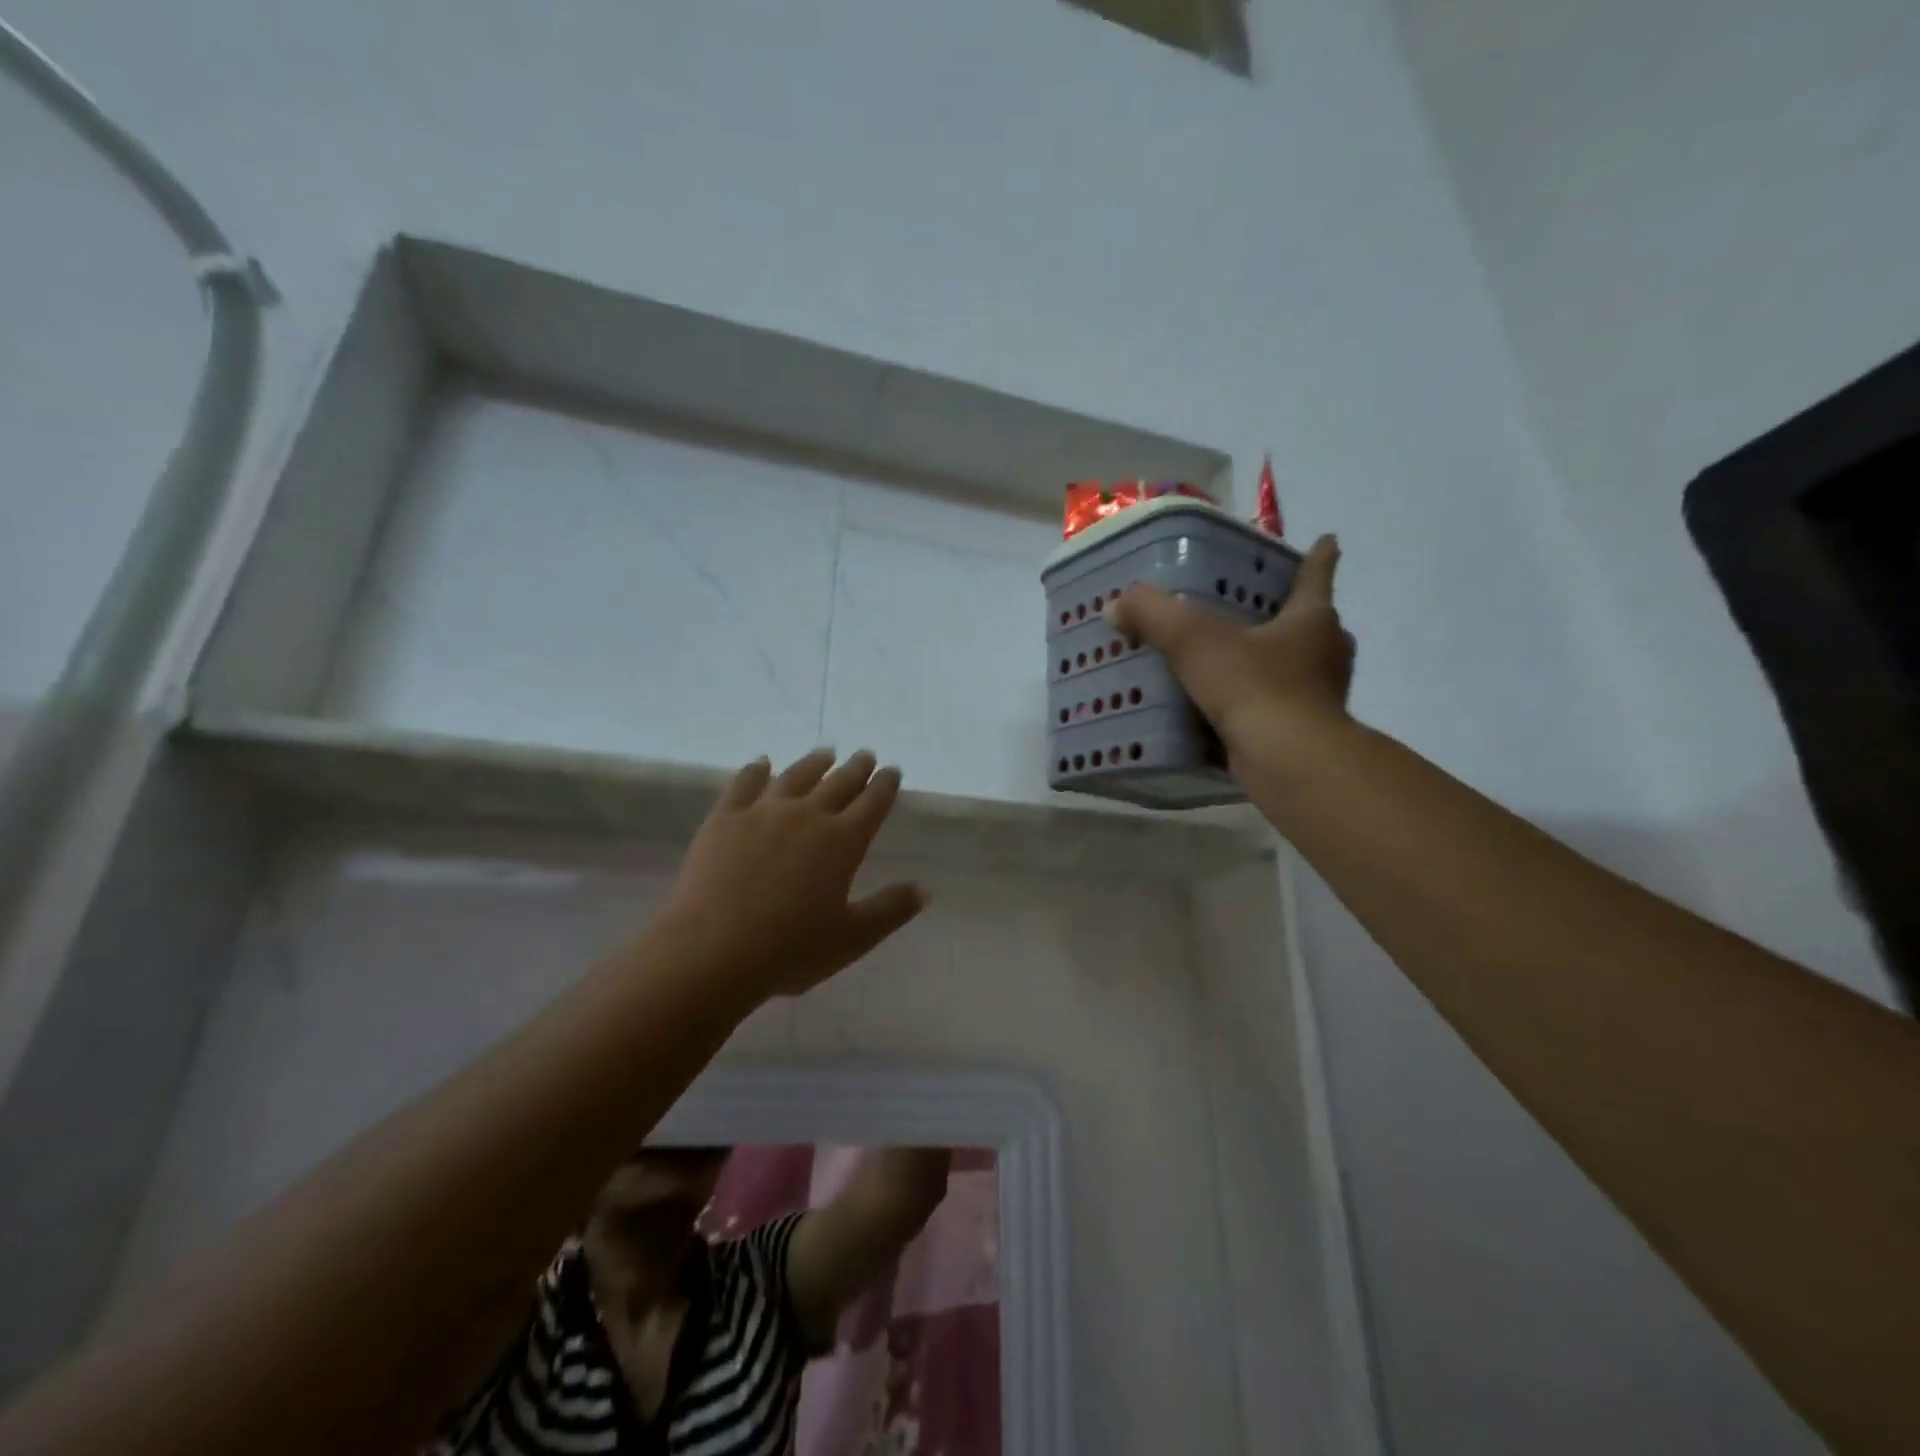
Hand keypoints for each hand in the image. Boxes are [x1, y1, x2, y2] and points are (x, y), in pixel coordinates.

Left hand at [661, 749, 927, 999]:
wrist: (713, 950)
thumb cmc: (790, 950)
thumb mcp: (852, 938)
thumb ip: (890, 910)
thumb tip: (925, 889)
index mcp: (842, 842)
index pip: (872, 803)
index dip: (885, 786)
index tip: (892, 770)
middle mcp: (807, 816)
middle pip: (838, 783)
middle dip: (856, 768)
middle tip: (866, 755)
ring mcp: (763, 812)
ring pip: (796, 776)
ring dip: (814, 763)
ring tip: (826, 753)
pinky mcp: (725, 818)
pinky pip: (745, 783)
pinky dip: (756, 770)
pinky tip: (762, 763)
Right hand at [1106, 534, 1352, 770]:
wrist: (1288, 762)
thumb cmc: (1254, 687)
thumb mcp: (1194, 641)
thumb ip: (1154, 616)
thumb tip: (1116, 605)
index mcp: (1311, 619)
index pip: (1315, 576)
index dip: (1318, 557)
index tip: (1327, 541)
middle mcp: (1324, 654)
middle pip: (1312, 624)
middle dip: (1290, 616)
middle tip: (1257, 609)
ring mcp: (1318, 697)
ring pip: (1296, 669)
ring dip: (1271, 663)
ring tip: (1232, 661)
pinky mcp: (1303, 733)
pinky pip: (1275, 709)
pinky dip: (1254, 705)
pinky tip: (1223, 711)